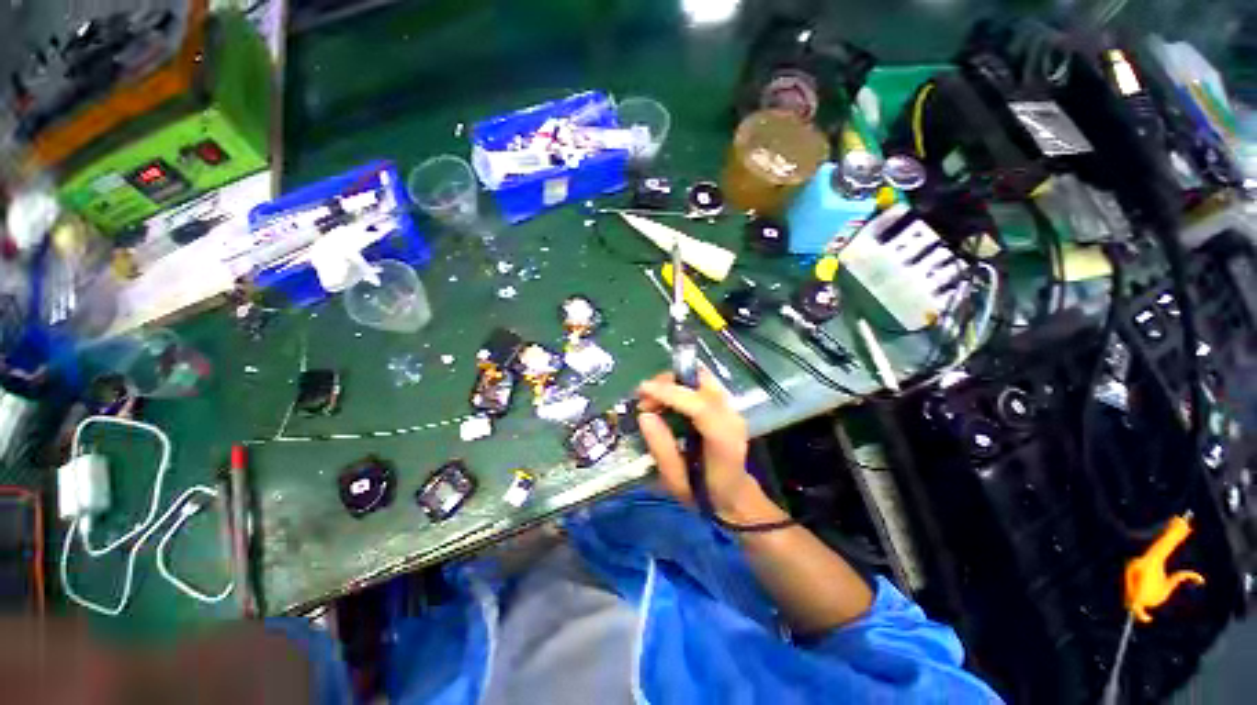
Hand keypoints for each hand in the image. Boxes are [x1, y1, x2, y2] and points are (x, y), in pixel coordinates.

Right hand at [636, 370, 764, 516]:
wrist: (735, 496)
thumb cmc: (704, 494)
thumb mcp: (676, 481)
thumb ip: (661, 449)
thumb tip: (644, 415)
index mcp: (723, 440)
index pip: (699, 406)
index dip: (669, 393)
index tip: (642, 391)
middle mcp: (732, 417)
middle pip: (703, 381)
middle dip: (669, 381)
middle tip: (645, 399)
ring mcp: (732, 408)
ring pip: (701, 377)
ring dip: (672, 383)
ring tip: (652, 402)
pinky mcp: (726, 405)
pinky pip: (701, 384)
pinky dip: (679, 386)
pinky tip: (665, 402)